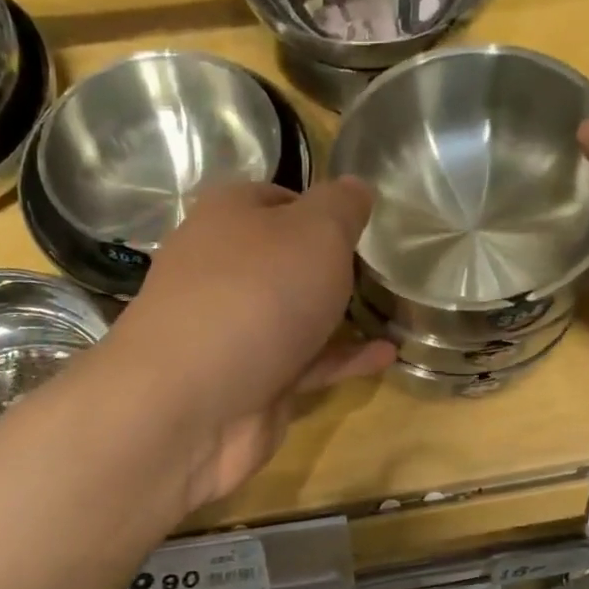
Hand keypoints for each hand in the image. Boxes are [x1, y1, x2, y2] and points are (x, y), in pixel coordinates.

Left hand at [101, 179, 393, 510]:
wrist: (195, 401)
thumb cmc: (259, 294)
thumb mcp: (317, 231)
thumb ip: (342, 207)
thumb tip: (354, 187)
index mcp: (229, 217)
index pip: (279, 198)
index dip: (323, 208)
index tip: (365, 226)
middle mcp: (225, 268)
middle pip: (286, 259)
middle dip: (333, 266)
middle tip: (385, 271)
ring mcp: (235, 329)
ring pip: (296, 314)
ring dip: (342, 315)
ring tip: (394, 313)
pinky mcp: (252, 379)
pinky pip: (306, 361)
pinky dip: (343, 357)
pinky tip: (387, 355)